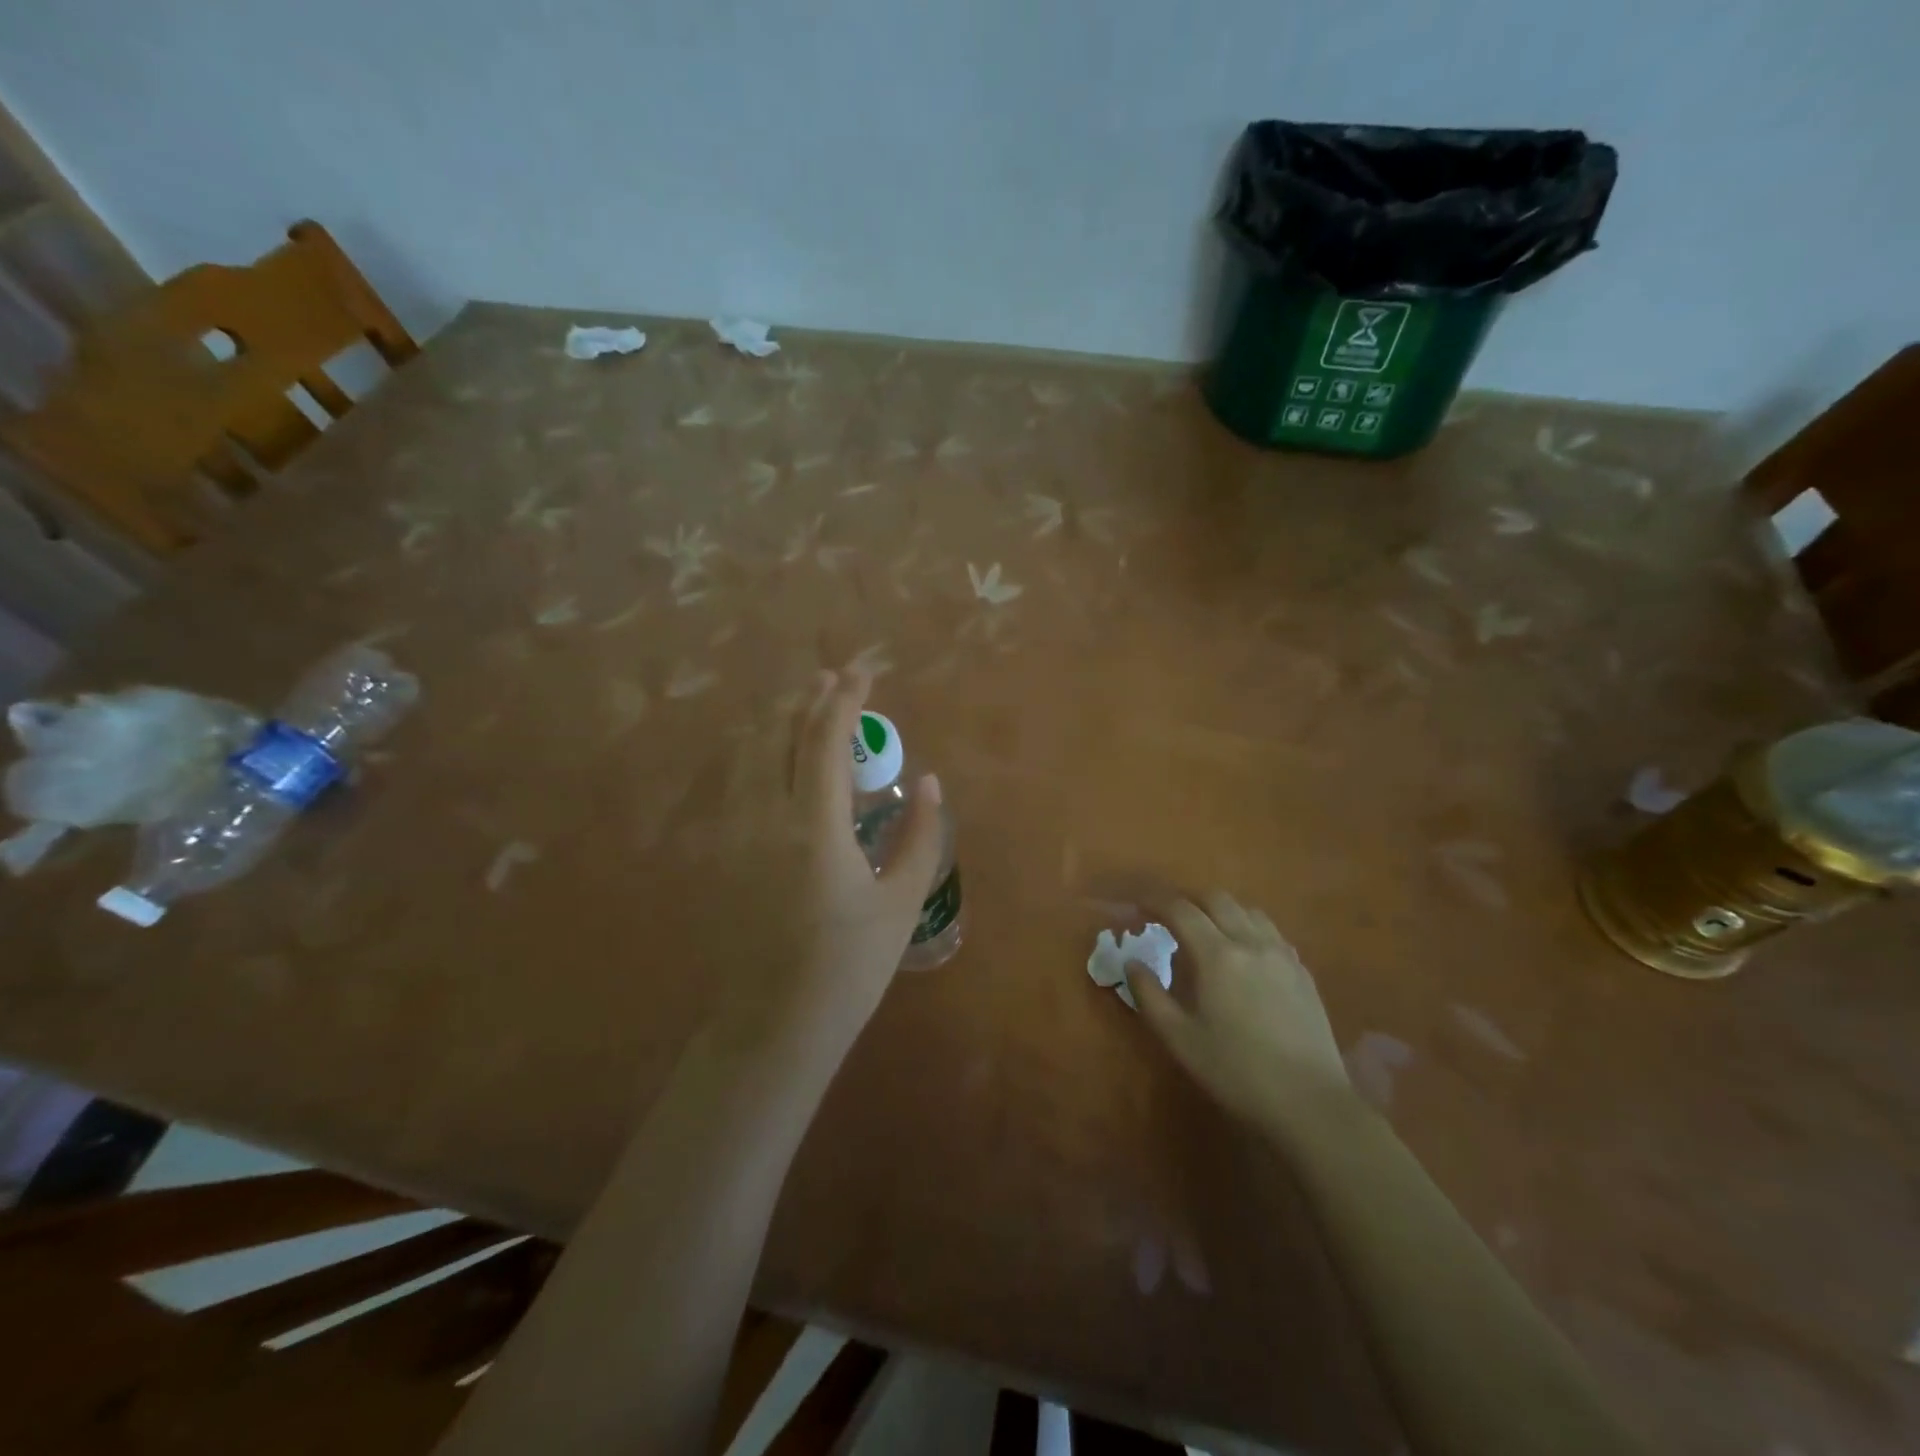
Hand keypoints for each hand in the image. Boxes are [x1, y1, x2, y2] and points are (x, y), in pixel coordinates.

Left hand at [708, 669, 943, 1058]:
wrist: (772, 1027)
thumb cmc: (848, 969)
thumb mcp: (900, 902)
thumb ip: (919, 836)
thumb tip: (928, 783)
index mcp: (813, 826)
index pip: (822, 738)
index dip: (845, 697)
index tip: (864, 671)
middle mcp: (764, 817)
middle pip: (777, 733)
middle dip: (807, 698)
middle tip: (836, 680)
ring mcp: (733, 835)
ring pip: (748, 754)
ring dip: (779, 722)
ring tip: (806, 708)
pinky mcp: (720, 856)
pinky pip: (737, 783)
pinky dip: (759, 754)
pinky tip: (775, 761)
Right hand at [1125, 892, 1357, 1134]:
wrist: (1310, 1103)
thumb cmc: (1236, 1072)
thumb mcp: (1179, 1038)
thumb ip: (1149, 995)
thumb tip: (1132, 964)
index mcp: (1217, 955)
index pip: (1180, 910)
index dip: (1154, 902)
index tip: (1137, 907)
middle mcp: (1251, 942)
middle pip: (1216, 899)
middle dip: (1188, 901)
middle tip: (1169, 919)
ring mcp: (1282, 955)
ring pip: (1247, 910)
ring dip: (1221, 911)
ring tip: (1207, 933)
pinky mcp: (1303, 972)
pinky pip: (1270, 932)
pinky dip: (1248, 929)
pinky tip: (1244, 956)